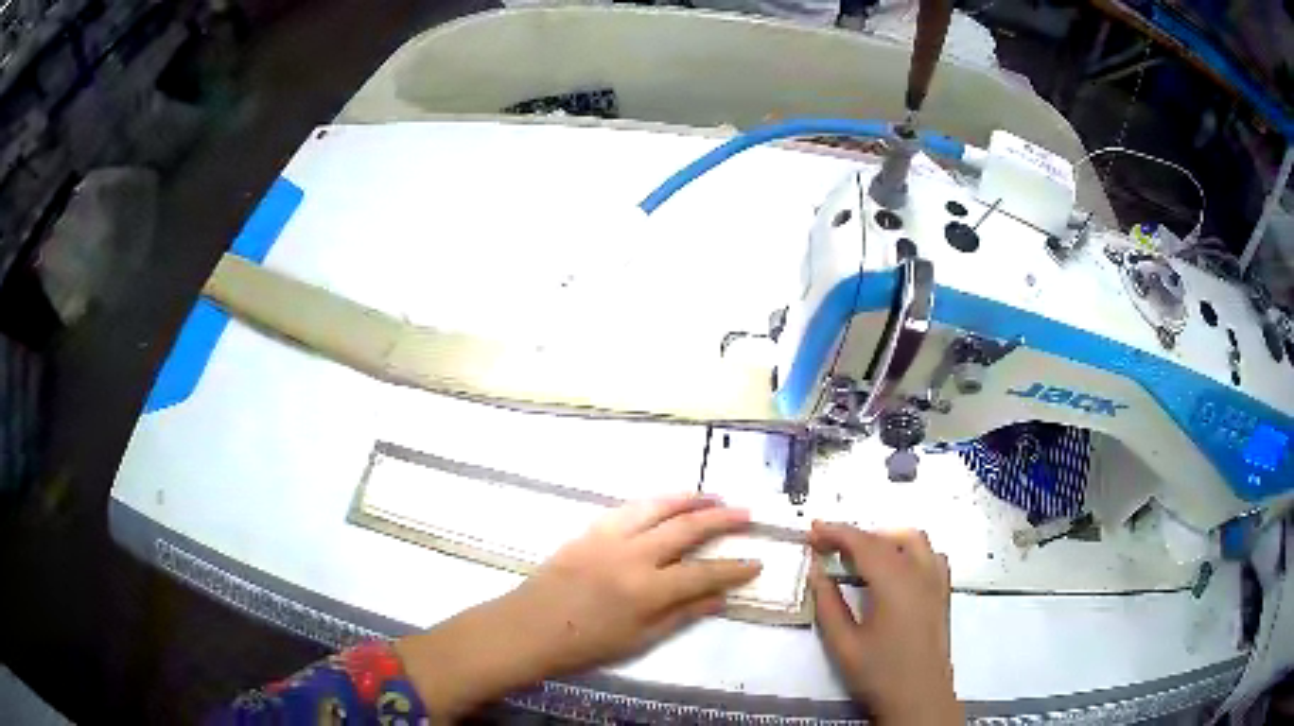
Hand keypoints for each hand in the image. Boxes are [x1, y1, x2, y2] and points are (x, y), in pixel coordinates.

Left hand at [511, 493, 762, 673]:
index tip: (756, 562)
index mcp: (648, 590)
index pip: (704, 573)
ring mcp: (609, 538)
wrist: (530, 628)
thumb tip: (720, 598)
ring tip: (713, 496)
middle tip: (746, 513)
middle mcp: (633, 556)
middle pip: (686, 528)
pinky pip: (627, 508)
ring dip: (688, 499)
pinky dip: (653, 502)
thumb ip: (682, 615)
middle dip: (721, 519)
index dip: (734, 568)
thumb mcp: (640, 639)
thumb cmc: (586, 644)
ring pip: (657, 507)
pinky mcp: (589, 530)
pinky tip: (665, 502)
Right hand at [808, 522, 960, 725]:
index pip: (863, 543)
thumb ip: (827, 604)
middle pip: (886, 538)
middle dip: (855, 535)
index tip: (812, 529)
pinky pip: (930, 554)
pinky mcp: (943, 591)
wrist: (920, 697)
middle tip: (826, 545)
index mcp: (893, 583)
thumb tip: (816, 570)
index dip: (836, 532)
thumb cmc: (878, 674)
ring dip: (884, 538)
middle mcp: (919, 572)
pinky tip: (896, 567)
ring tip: (860, 553)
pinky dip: (909, 549)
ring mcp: (936, 580)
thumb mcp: (843, 644)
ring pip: (913, 539)